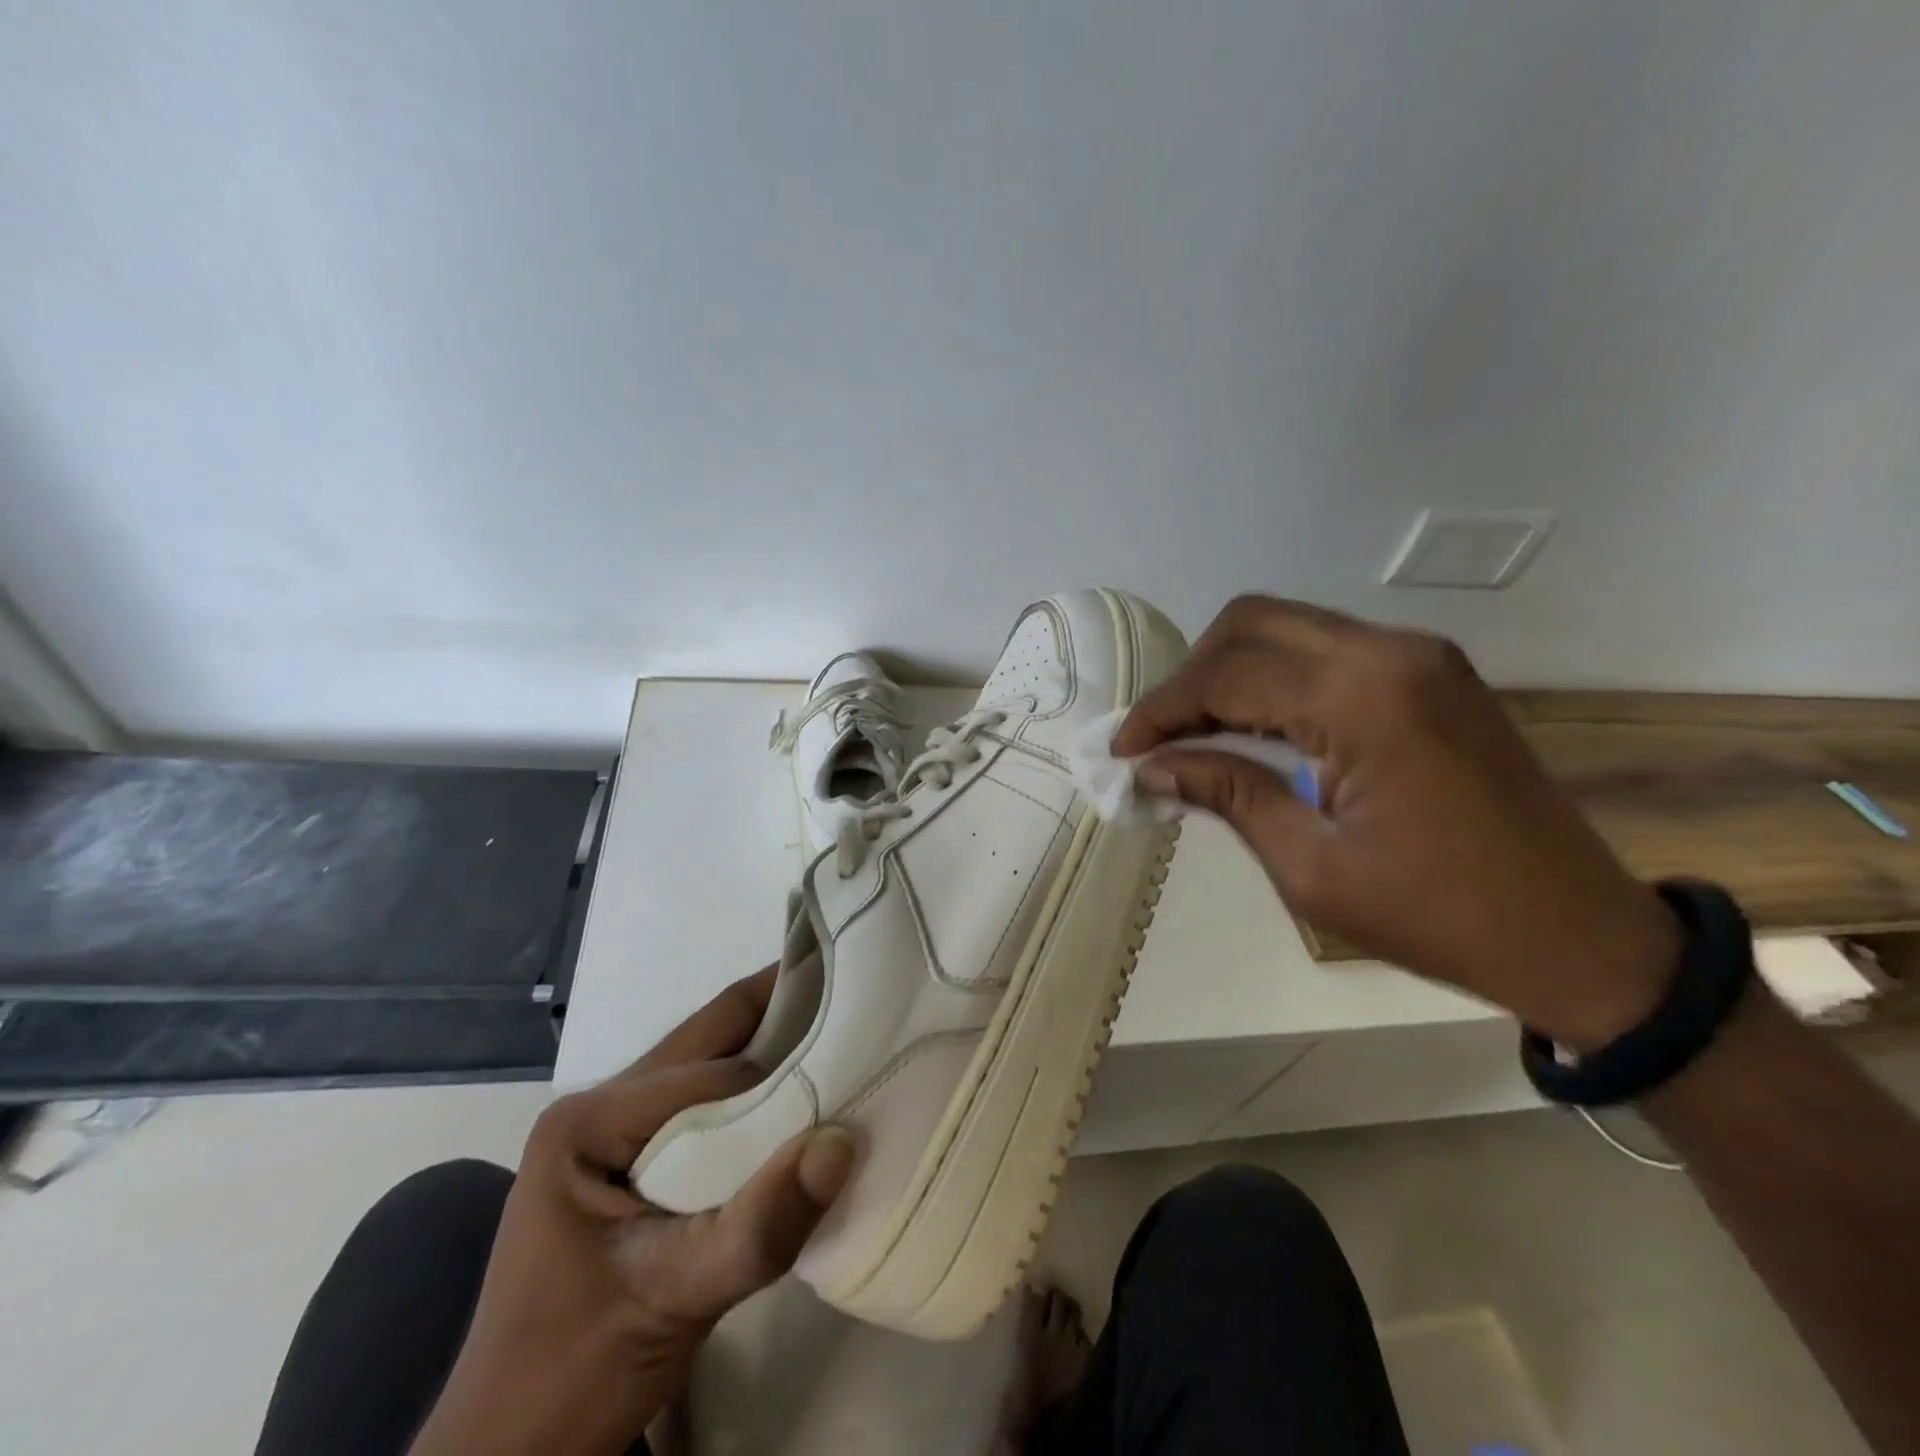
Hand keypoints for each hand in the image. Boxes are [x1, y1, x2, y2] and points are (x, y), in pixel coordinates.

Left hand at [410, 967, 855, 1455]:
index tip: (855, 1068)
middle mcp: (601, 1103)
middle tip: (858, 1000)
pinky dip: (760, 1102)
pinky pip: (710, 1106)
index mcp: (590, 1119)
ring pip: (714, 1066)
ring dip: (777, 1056)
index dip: (782, 1073)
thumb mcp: (671, 1302)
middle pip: (710, 1040)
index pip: (711, 1074)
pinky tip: (805, 1107)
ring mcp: (616, 1129)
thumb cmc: (575, 1375)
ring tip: (847, 1043)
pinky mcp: (636, 1159)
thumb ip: (759, 1229)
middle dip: (784, 1016)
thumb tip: (843, 1143)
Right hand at [1115, 595, 1680, 1049]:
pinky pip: (1326, 649)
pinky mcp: (1431, 672)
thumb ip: (1228, 794)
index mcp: (1363, 699)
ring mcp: (1419, 656)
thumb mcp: (1311, 867)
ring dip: (1229, 670)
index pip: (1227, 675)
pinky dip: (1274, 676)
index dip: (1161, 710)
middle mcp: (1390, 653)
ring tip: (1194, 731)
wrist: (1578, 935)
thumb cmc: (1438, 916)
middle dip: (1190, 675)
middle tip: (1160, 737)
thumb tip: (1153, 766)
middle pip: (1250, 623)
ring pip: (1286, 626)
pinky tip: (1253, 724)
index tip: (1122, 750)